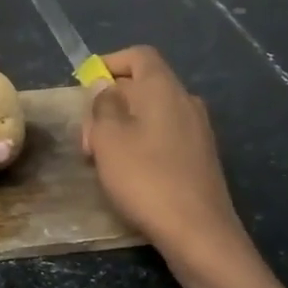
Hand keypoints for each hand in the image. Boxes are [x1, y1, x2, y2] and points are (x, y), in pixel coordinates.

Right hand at [82, 46, 251, 274]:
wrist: (198, 232)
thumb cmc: (145, 178)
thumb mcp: (108, 138)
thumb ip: (103, 105)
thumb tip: (107, 87)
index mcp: (164, 89)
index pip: (139, 56)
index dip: (110, 62)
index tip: (86, 83)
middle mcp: (186, 102)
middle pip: (144, 86)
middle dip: (111, 102)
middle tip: (87, 137)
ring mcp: (198, 131)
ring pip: (153, 114)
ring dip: (124, 127)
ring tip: (102, 158)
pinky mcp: (201, 158)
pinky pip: (165, 136)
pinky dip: (142, 143)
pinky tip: (129, 173)